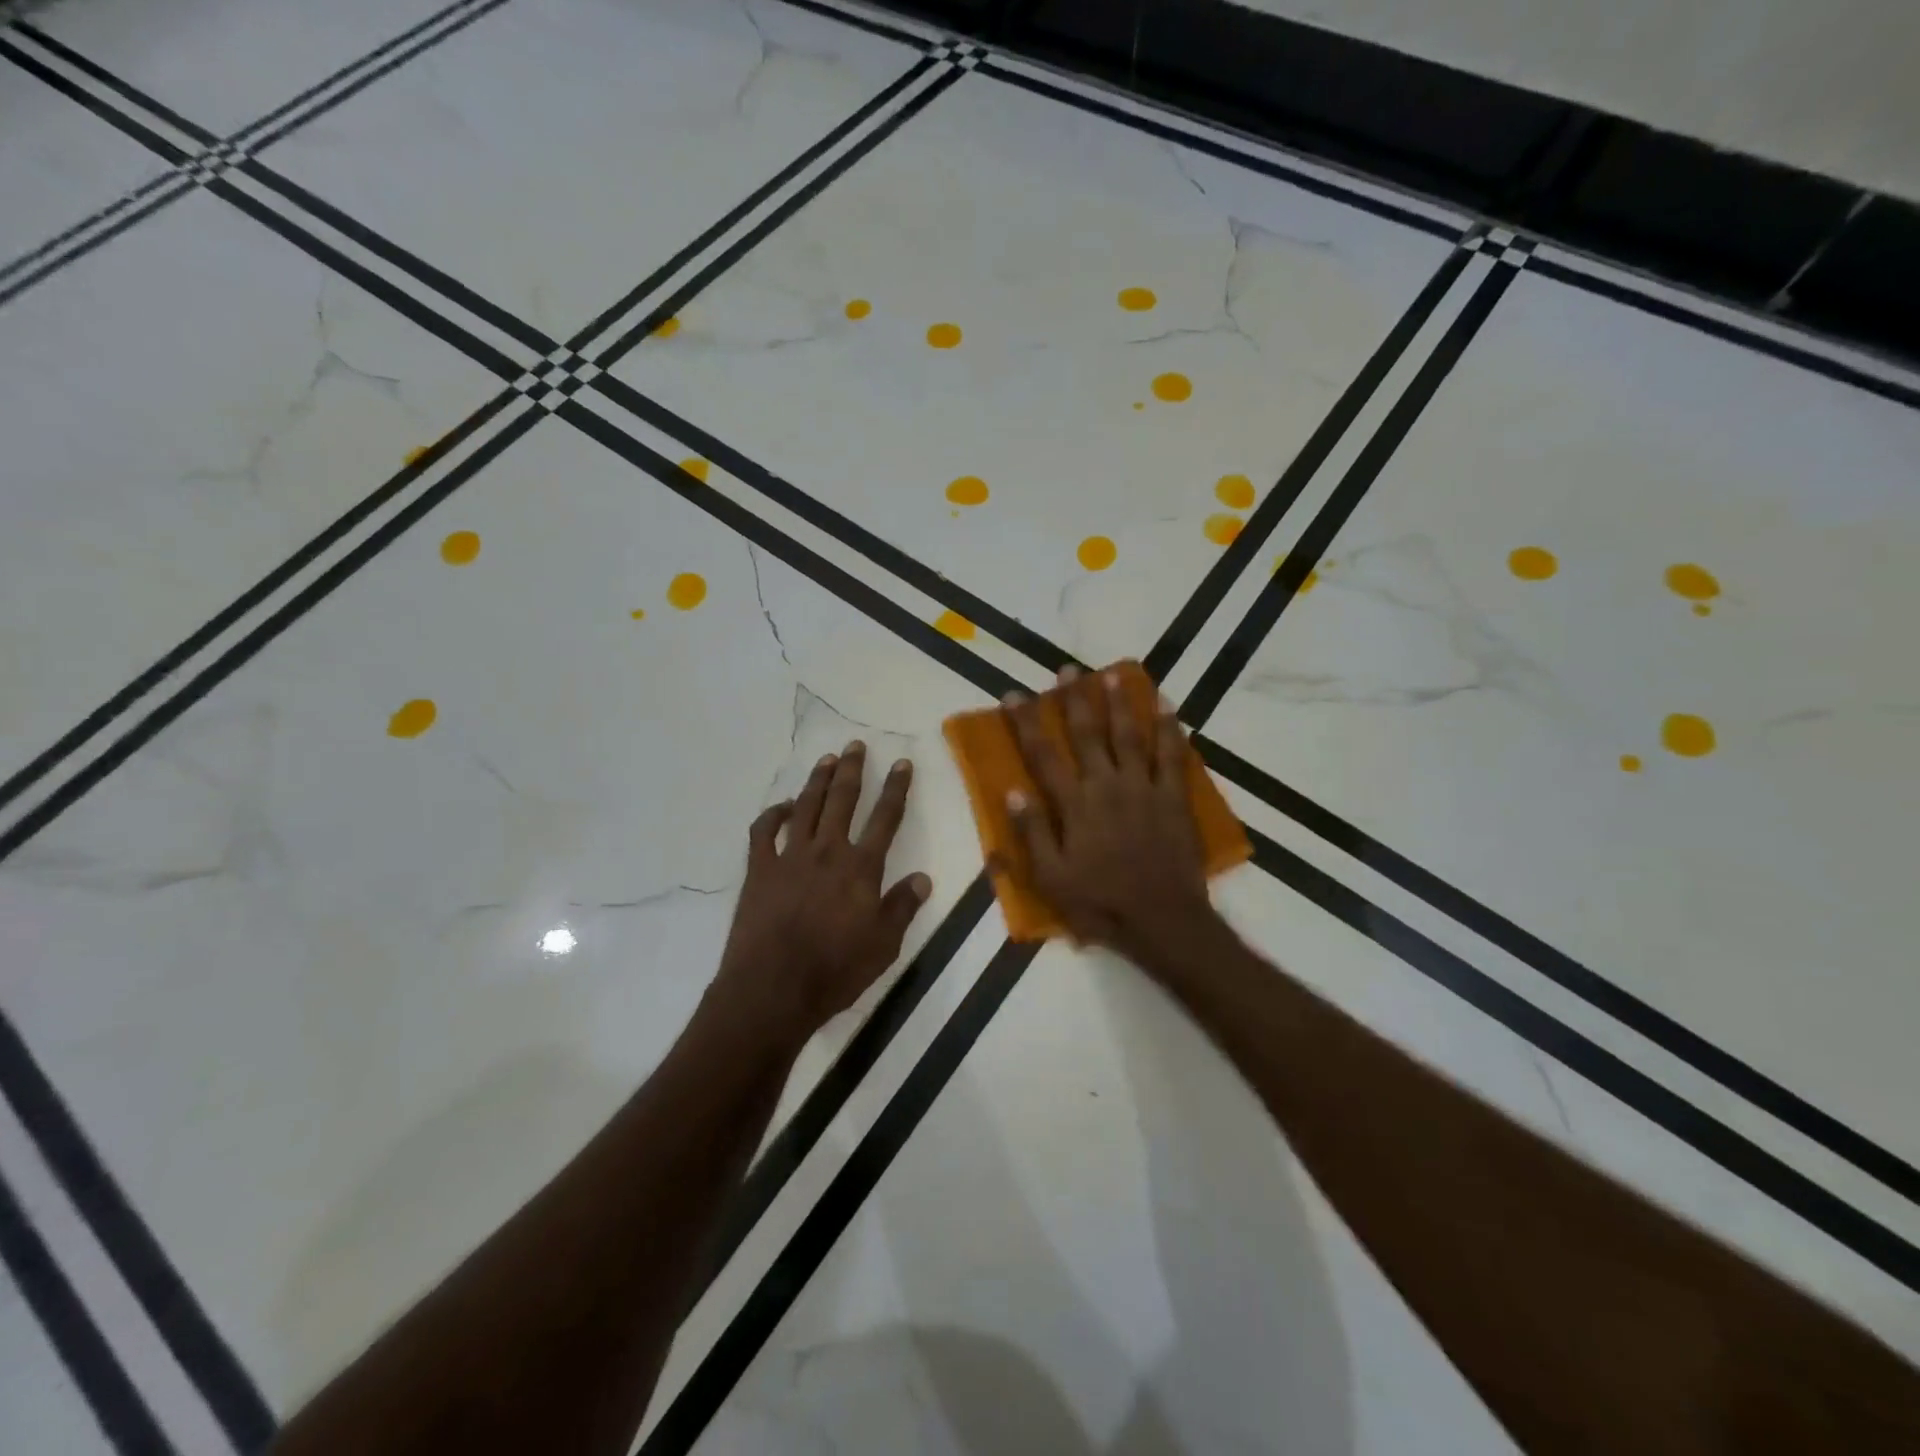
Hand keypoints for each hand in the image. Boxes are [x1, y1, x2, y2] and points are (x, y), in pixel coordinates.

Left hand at [715, 742, 931, 1041]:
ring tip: (826, 759)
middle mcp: (827, 851)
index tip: (902, 762)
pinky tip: (782, 807)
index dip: (896, 788)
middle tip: (855, 745)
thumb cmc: (835, 971)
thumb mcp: (884, 945)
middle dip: (852, 770)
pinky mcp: (759, 870)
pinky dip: (773, 814)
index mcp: (861, 868)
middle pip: (842, 800)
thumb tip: (923, 877)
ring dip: (817, 781)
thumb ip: (903, 907)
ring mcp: (789, 857)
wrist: (772, 989)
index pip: (885, 818)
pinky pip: (763, 832)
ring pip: (806, 807)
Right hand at [1002, 667, 1217, 967]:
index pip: (1043, 755)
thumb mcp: (1051, 878)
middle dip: (1075, 699)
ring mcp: (1143, 789)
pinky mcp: (1173, 798)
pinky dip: (1170, 730)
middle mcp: (1106, 786)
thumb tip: (1012, 792)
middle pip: (1087, 734)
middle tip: (1067, 670)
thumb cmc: (1100, 904)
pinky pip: (1172, 756)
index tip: (1015, 695)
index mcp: (1074, 805)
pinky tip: (1167, 706)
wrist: (1162, 920)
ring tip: (1112, 675)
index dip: (1027, 723)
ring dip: (1120, 703)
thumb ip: (1032, 833)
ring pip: (1129, 735)